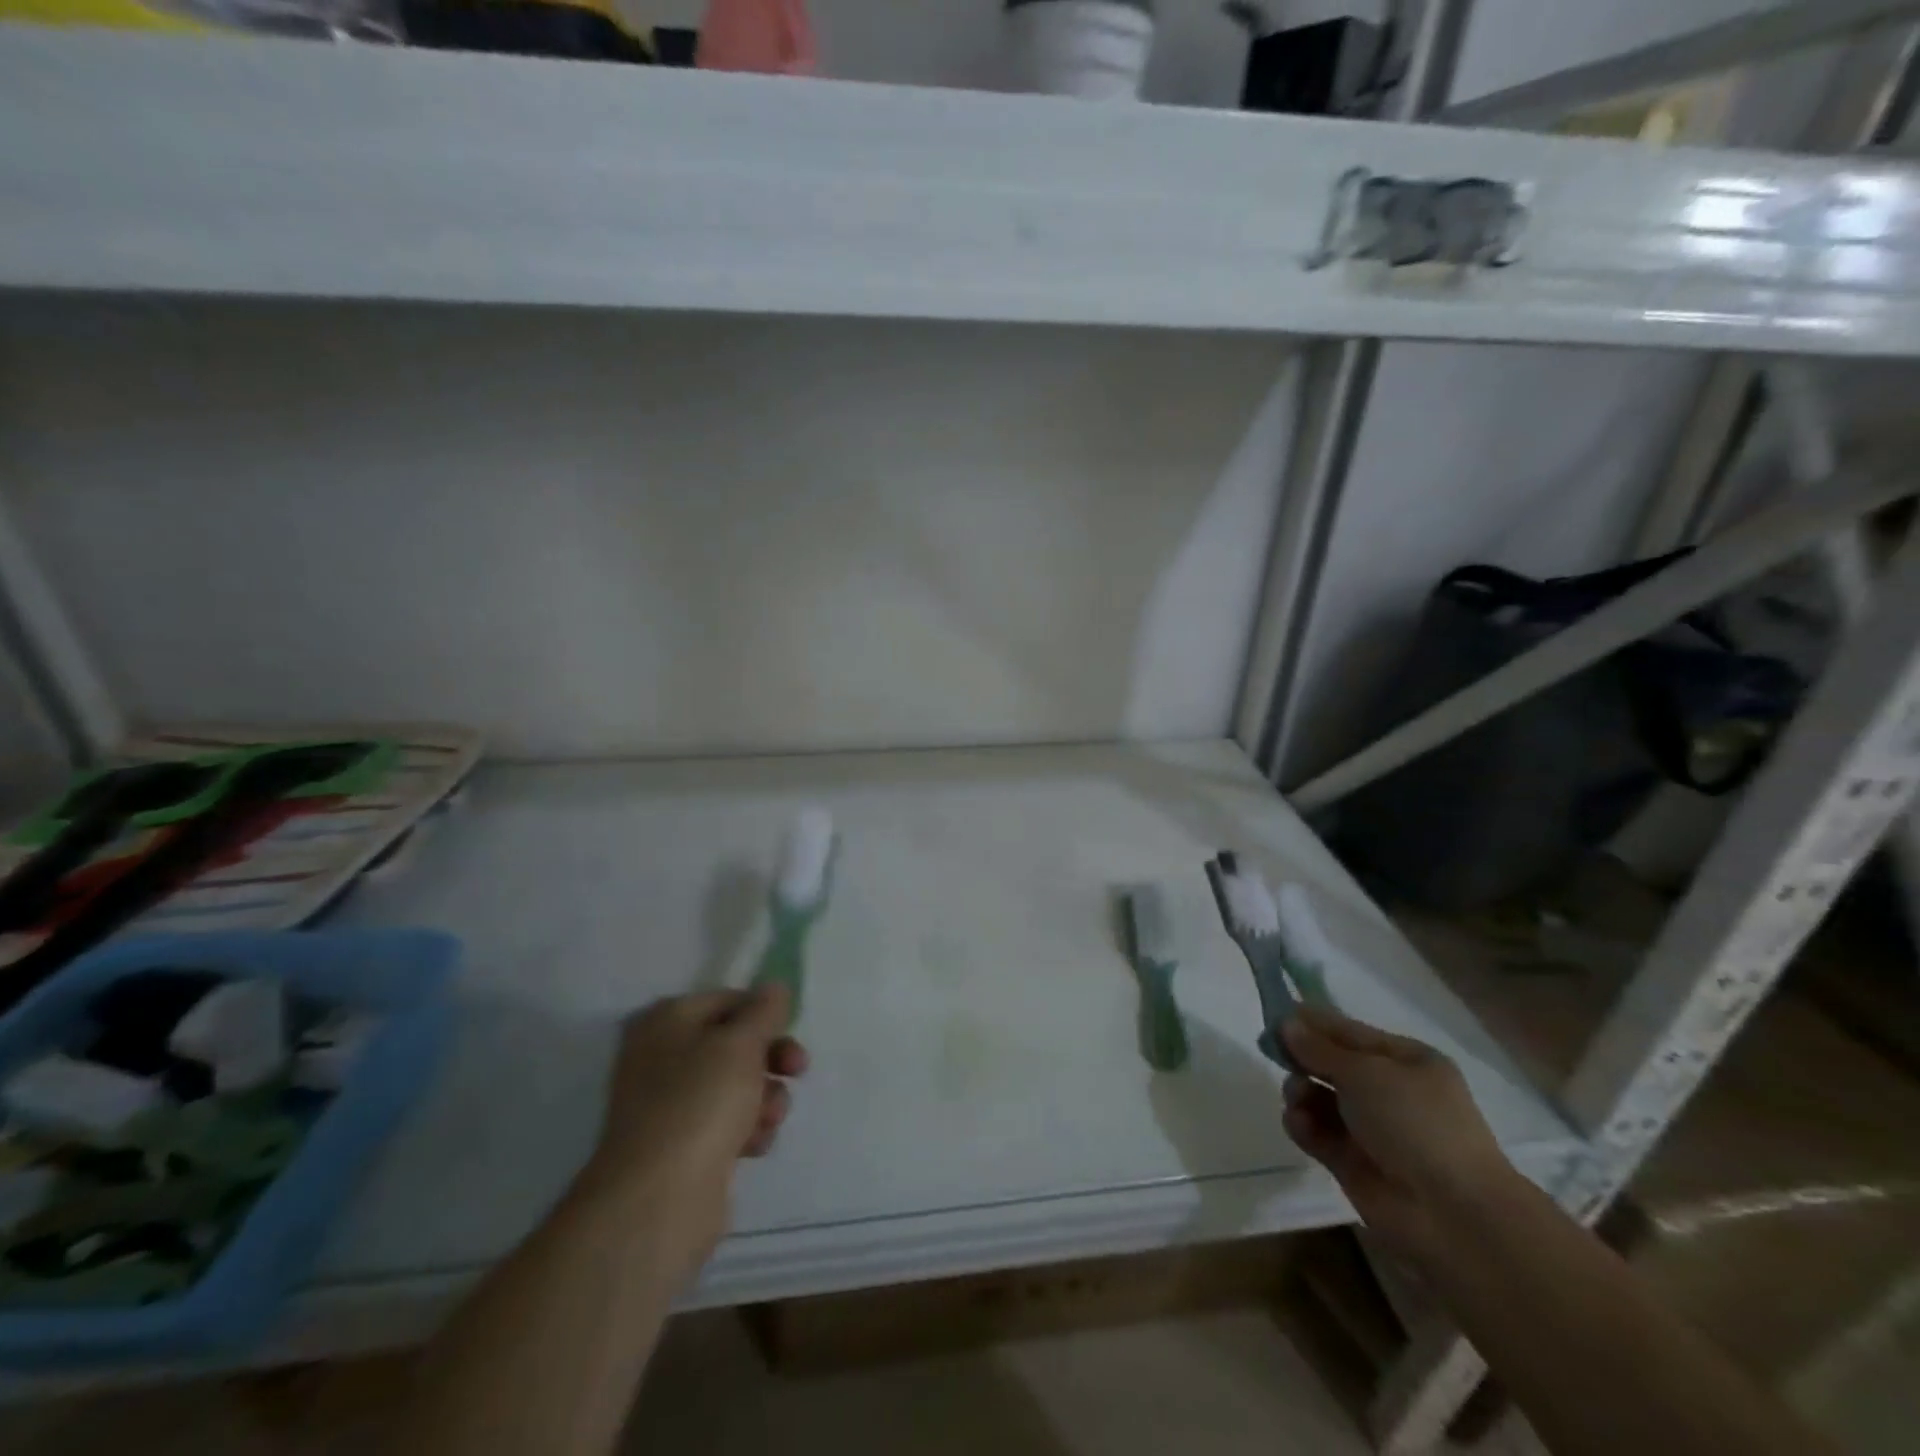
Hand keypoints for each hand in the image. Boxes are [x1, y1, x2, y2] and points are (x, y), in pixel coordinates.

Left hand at [575, 986, 808, 1282]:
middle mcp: (662, 1057)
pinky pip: (728, 1124)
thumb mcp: (740, 1043)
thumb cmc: (699, 1103)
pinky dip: (748, 1130)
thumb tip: (774, 988)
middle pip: (734, 1043)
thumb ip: (764, 1010)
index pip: (727, 1000)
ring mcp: (670, 1105)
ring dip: (765, 1097)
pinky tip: (755, 1145)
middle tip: (798, 1069)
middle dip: (771, 1057)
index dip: (763, 1012)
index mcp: (666, 1021)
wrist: (658, 1201)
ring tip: (770, 1119)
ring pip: (736, 1085)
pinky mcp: (683, 1147)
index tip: (792, 1027)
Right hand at [1280, 1005, 1515, 1266]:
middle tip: (1274, 1054)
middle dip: (1302, 1059)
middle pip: (1331, 1064)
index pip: (1349, 1032)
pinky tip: (1299, 1123)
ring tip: (1297, 1098)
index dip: (1312, 1023)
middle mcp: (1389, 1092)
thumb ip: (1319, 1048)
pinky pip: (1317, 1132)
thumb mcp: (1365, 1072)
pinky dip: (1303, 1125)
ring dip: (1300, 1092)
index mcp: (1405, 1061)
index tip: (1274, 1017)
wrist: (1452, 1215)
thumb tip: (1286, 1023)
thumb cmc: (1416, 1123)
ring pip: (1319, 1098)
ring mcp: (1371, 1130)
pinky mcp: (1353, 1163)